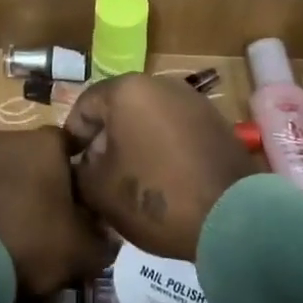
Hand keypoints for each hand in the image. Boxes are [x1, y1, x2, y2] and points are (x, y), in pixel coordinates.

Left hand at [0, 128, 117, 294]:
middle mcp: (11, 136)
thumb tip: (105, 237)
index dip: (80, 174)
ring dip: (13, 193)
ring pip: (5, 171)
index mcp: (47, 143)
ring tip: (18, 231)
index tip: (84, 203)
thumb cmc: (29, 238)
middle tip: (53, 220)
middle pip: (37, 157)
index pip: (72, 145)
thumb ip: (101, 240)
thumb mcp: (81, 250)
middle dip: (45, 183)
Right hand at [64, 75, 264, 260]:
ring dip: (136, 144)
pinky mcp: (216, 122)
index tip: (71, 165)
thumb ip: (80, 170)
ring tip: (131, 181)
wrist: (231, 218)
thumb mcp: (99, 189)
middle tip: (98, 175)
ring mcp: (193, 101)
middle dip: (106, 140)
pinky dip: (164, 149)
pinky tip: (163, 180)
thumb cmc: (154, 196)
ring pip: (149, 119)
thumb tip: (84, 164)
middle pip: (119, 109)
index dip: (73, 137)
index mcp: (127, 89)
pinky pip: (176, 130)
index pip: (85, 105)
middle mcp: (161, 84)